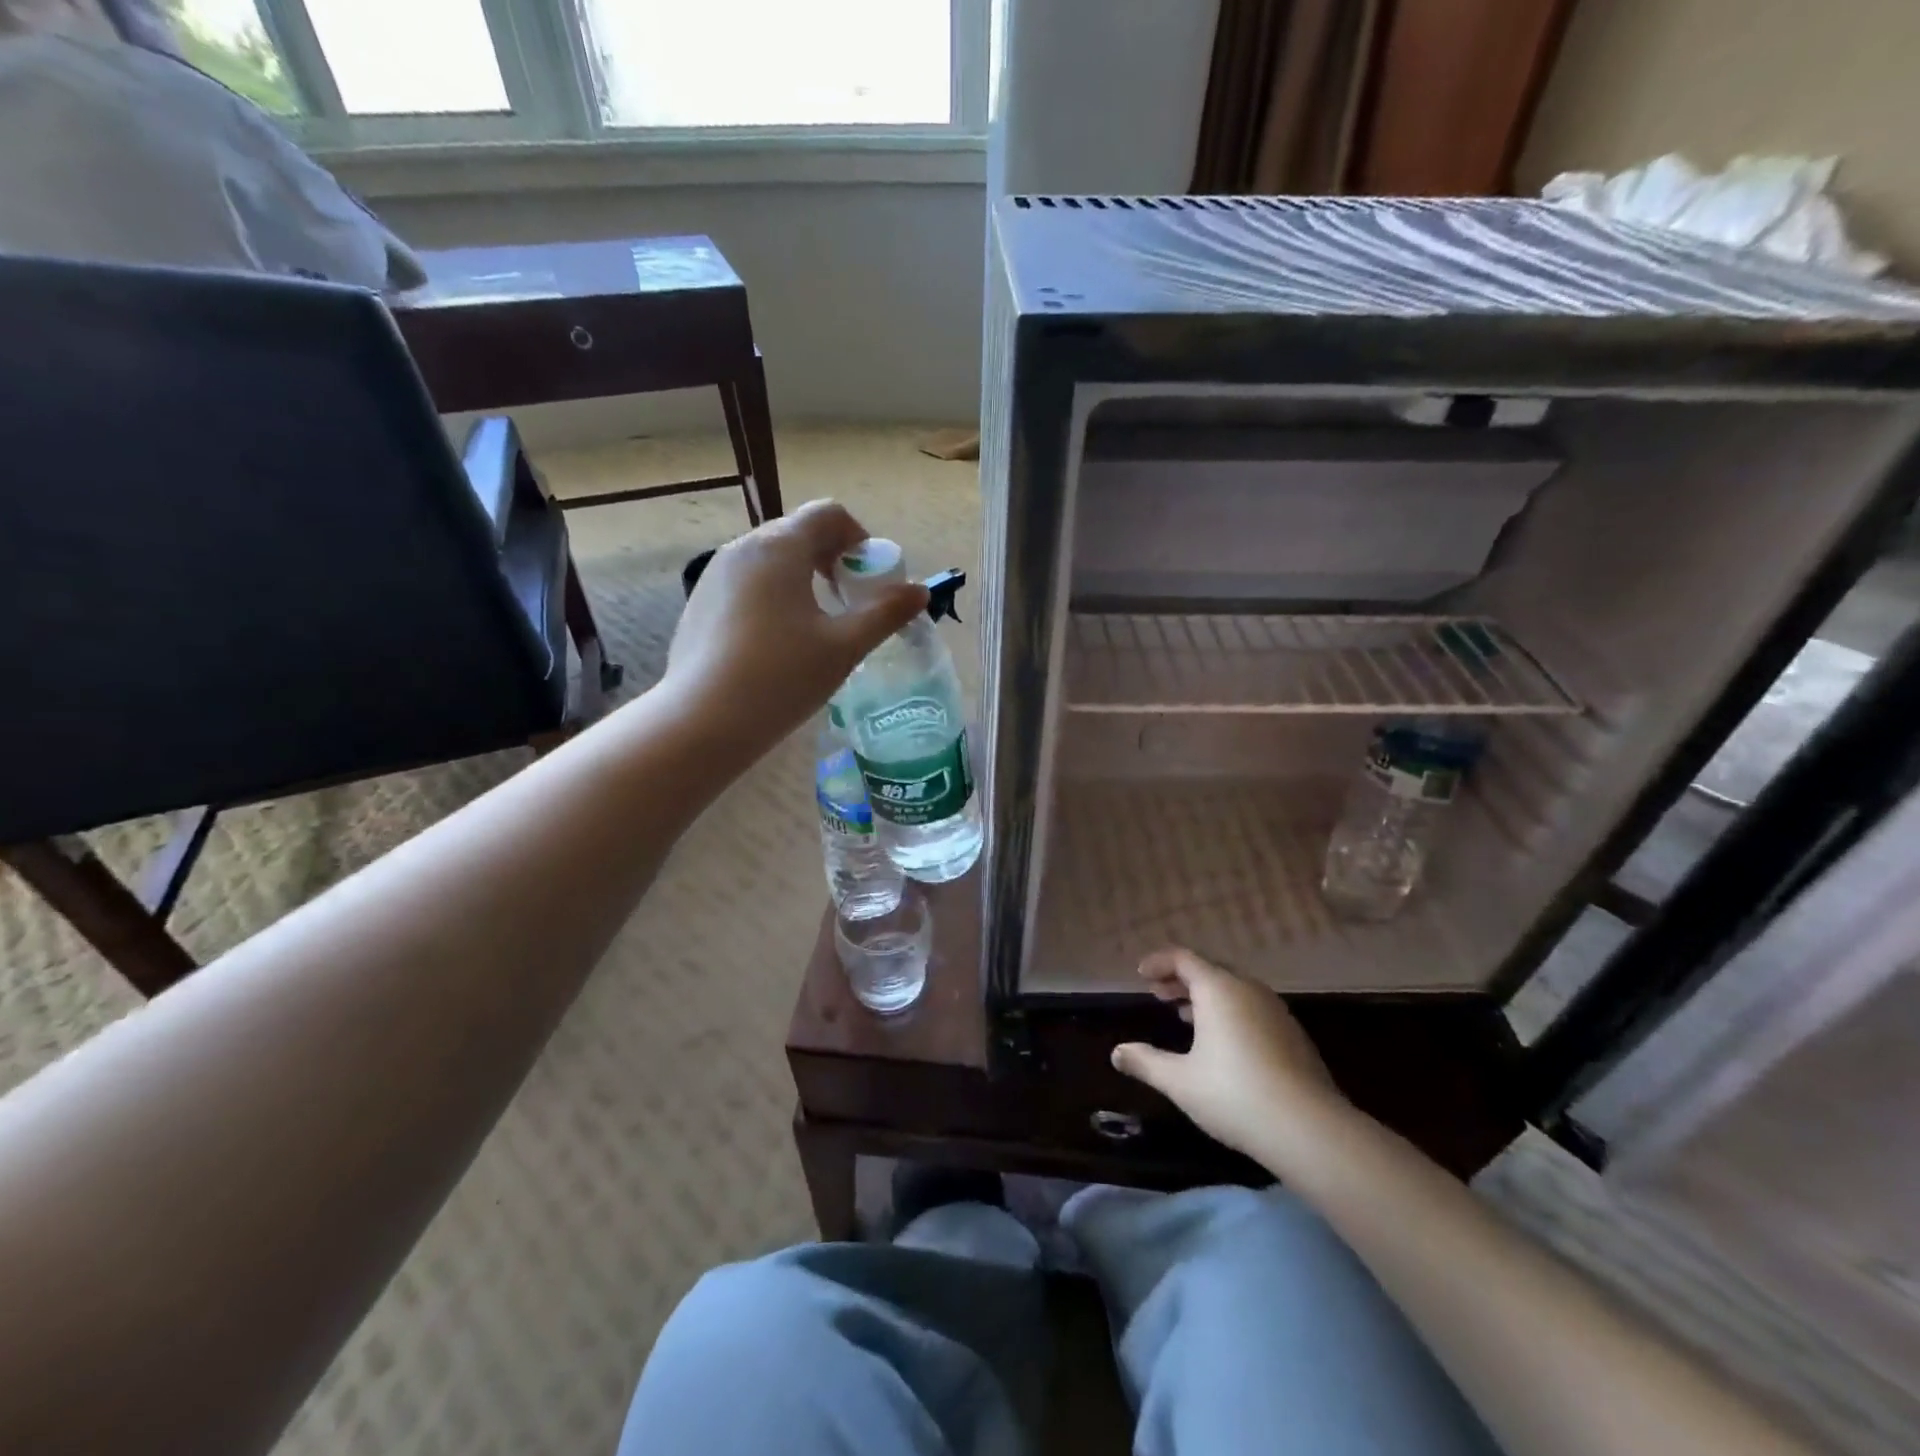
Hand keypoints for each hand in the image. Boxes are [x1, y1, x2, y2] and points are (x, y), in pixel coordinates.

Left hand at [662, 500, 927, 756]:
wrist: (702, 721)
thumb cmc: (781, 678)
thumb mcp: (844, 647)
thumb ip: (885, 613)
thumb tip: (920, 592)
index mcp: (779, 547)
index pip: (828, 514)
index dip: (860, 540)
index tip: (870, 582)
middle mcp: (743, 548)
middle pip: (799, 533)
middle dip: (833, 560)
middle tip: (851, 605)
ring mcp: (715, 574)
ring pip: (772, 559)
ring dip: (804, 578)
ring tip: (817, 626)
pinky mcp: (700, 602)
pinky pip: (748, 583)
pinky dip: (774, 596)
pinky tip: (778, 643)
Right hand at [1111, 948, 1348, 1164]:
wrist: (1310, 1129)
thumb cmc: (1234, 1095)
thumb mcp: (1180, 1081)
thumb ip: (1146, 1062)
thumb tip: (1116, 1053)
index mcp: (1218, 989)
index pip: (1183, 958)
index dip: (1159, 962)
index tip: (1140, 974)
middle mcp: (1247, 989)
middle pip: (1209, 970)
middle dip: (1180, 978)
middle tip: (1158, 994)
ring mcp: (1275, 1011)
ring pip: (1233, 990)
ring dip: (1205, 996)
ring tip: (1185, 1016)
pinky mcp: (1293, 1034)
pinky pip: (1251, 1008)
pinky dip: (1229, 1012)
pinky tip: (1222, 1042)